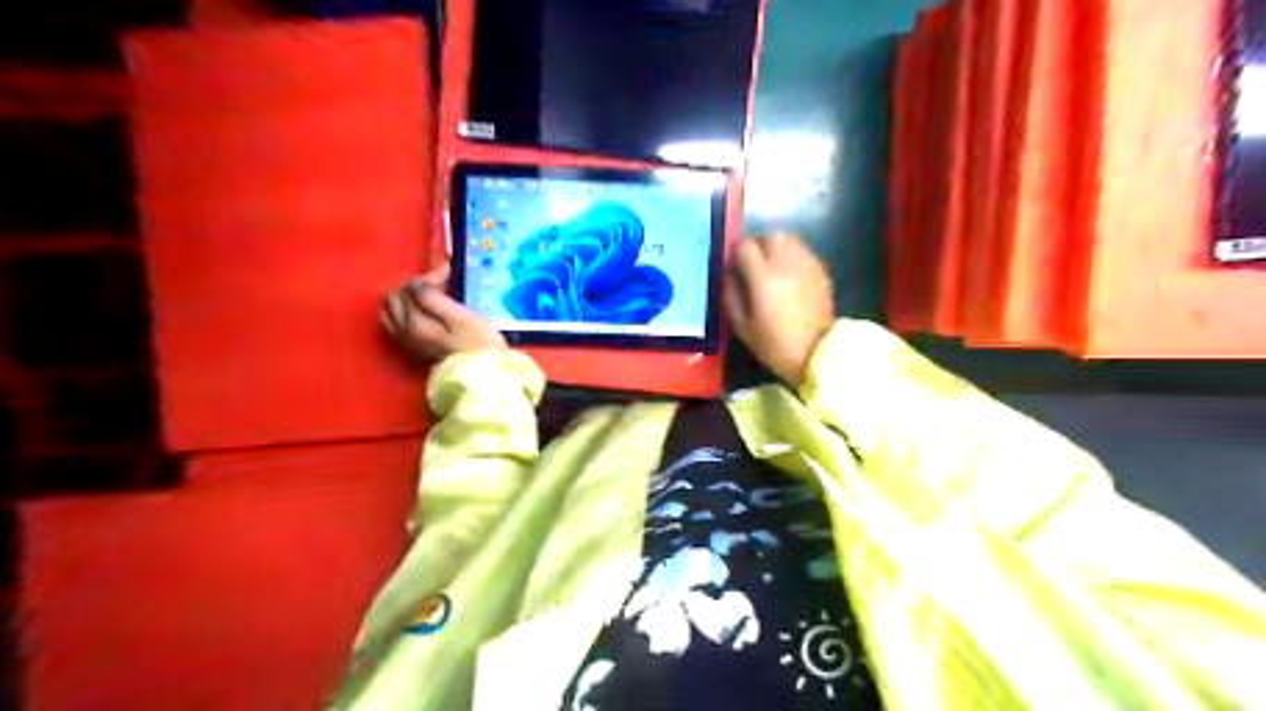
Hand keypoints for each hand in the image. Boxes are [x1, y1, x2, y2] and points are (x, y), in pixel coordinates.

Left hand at [377, 263, 506, 364]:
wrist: (483, 379)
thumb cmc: (479, 346)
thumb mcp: (461, 317)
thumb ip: (435, 298)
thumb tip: (423, 282)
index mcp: (413, 321)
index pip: (411, 287)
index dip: (430, 277)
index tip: (451, 275)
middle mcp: (403, 331)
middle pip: (395, 297)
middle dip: (415, 285)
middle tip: (440, 284)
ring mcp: (406, 342)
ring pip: (392, 310)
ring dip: (408, 298)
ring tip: (431, 296)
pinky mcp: (414, 349)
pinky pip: (397, 323)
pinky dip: (407, 311)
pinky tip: (425, 312)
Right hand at [726, 234, 838, 387]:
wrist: (817, 354)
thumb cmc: (774, 344)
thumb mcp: (742, 326)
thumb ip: (731, 295)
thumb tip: (729, 274)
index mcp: (763, 277)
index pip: (745, 246)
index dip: (736, 252)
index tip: (734, 266)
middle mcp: (785, 264)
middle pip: (770, 236)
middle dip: (758, 244)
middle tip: (752, 261)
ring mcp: (807, 265)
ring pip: (789, 240)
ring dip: (776, 247)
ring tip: (771, 265)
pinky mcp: (821, 272)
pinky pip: (803, 252)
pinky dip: (792, 256)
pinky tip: (789, 274)